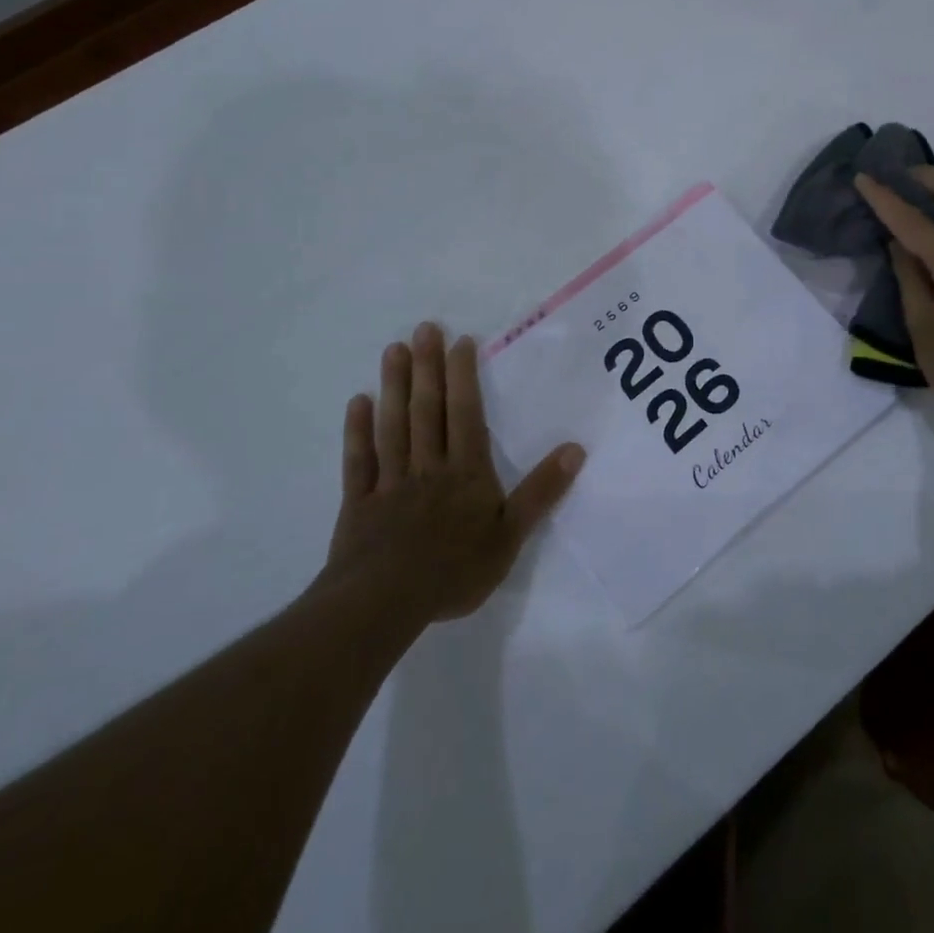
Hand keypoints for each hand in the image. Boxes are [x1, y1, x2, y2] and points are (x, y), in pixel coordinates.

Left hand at [322, 323, 584, 625]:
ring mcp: (391, 481)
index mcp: (465, 472)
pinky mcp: (359, 502)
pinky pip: (359, 460)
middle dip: (427, 367)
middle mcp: (428, 466)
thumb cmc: (454, 570)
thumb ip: (541, 492)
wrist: (385, 604)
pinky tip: (358, 402)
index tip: (460, 341)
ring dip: (394, 386)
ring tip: (394, 350)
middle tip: (424, 328)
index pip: (465, 414)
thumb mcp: (511, 536)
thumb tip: (575, 449)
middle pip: (427, 410)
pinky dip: (357, 431)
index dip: (462, 377)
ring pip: (393, 425)